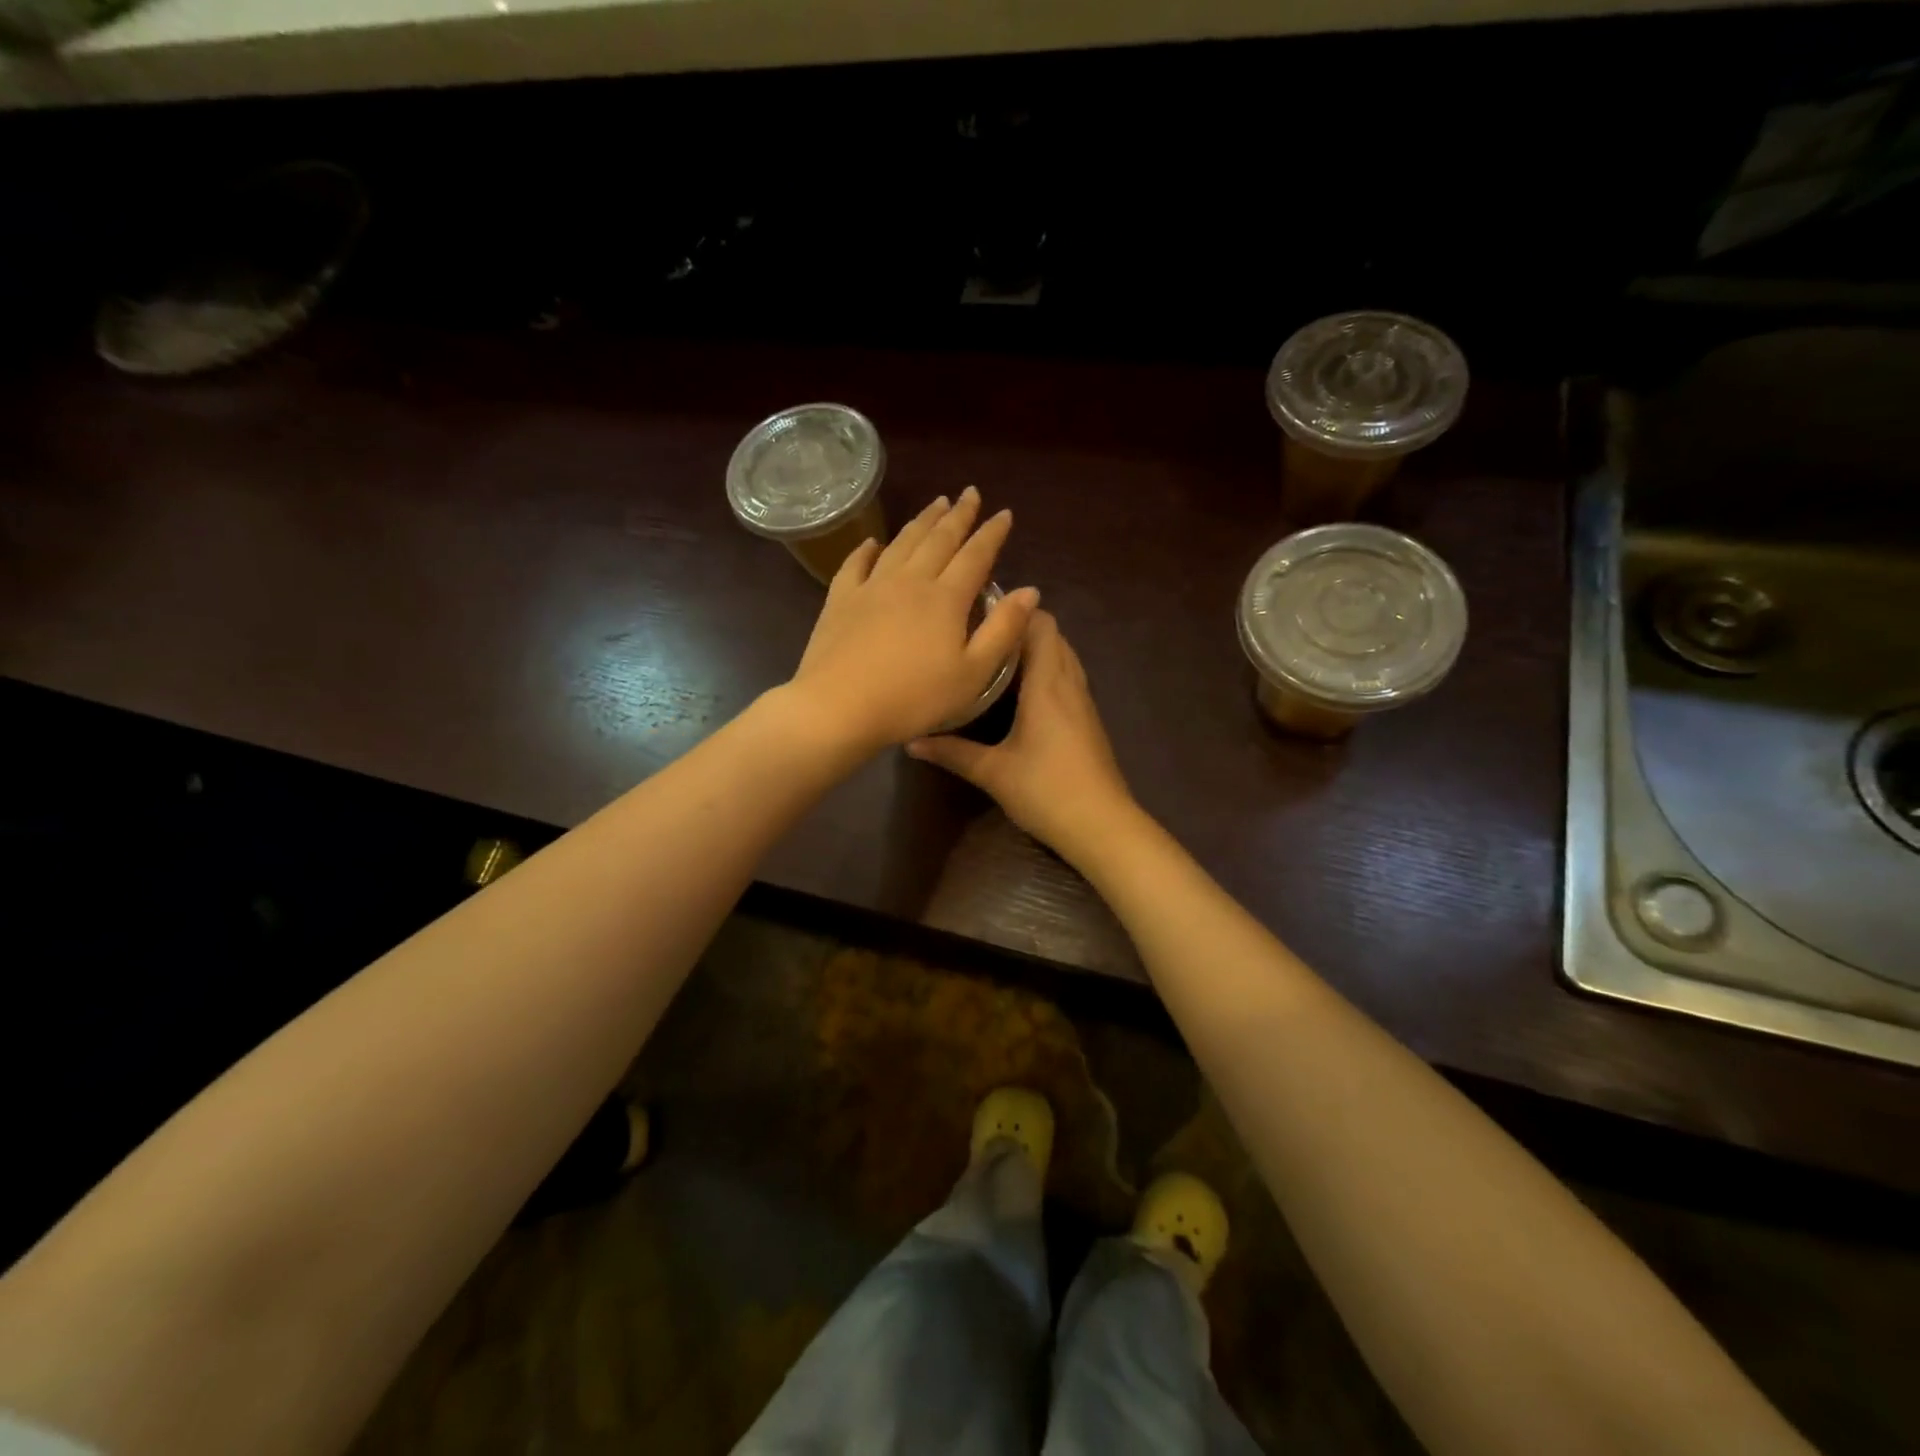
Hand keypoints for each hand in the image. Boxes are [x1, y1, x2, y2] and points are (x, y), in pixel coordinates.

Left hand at [785, 487, 1039, 756]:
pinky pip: (855, 564)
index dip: (992, 533)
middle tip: (970, 493)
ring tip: (935, 504)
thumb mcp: (973, 674)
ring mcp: (871, 587)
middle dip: (958, 515)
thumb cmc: (914, 699)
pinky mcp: (840, 601)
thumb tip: (1030, 590)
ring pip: (901, 544)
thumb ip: (1003, 630)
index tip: (1003, 513)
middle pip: (938, 540)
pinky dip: (867, 549)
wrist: (839, 707)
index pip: (975, 556)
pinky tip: (873, 543)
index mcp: (946, 598)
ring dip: (921, 522)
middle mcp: (910, 581)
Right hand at [907, 610, 1135, 863]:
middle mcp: (1069, 683)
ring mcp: (1083, 702)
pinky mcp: (1088, 720)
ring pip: (1063, 657)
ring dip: (1036, 650)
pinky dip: (1048, 672)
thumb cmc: (1046, 790)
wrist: (1101, 825)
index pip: (1041, 624)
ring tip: (995, 659)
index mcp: (1048, 683)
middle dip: (1021, 628)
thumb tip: (911, 741)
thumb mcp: (992, 772)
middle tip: (980, 637)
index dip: (1014, 611)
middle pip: (1053, 635)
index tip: (979, 614)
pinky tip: (1021, 693)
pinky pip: (1068, 678)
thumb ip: (951, 752)